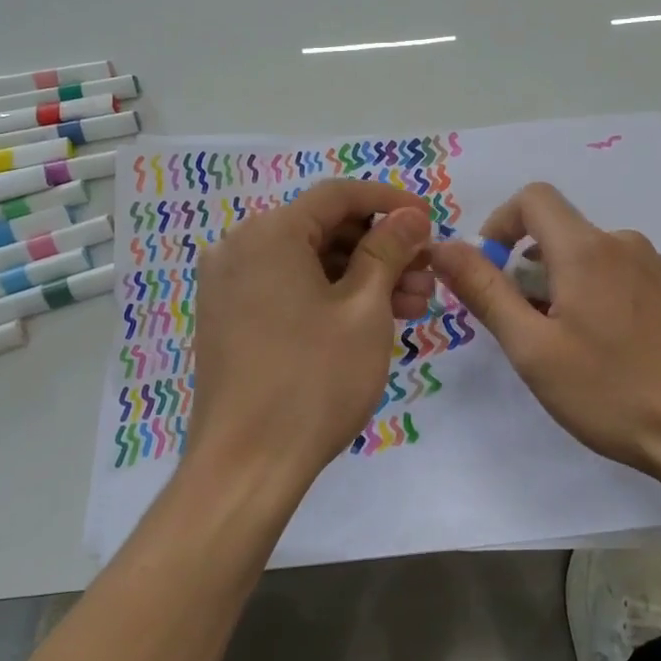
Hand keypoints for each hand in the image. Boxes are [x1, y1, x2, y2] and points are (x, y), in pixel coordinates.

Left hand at [188, 180, 433, 489]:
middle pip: (323, 228)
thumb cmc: (313, 381)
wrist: (246, 466)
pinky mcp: (230, 318)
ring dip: (362, 276)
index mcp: (269, 233)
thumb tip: (410, 215)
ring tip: (413, 306)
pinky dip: (330, 296)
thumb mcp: (364, 310)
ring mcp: (230, 285)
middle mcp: (240, 247)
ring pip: (309, 262)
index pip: (338, 195)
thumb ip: (389, 250)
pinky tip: (372, 319)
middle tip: (427, 275)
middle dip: (381, 247)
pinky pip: (288, 288)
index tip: (430, 220)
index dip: (390, 202)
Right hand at [431, 182, 660, 481]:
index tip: (489, 271)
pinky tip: (610, 356)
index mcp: (587, 249)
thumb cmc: (615, 392)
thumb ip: (485, 291)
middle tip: (524, 331)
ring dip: (562, 289)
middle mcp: (626, 246)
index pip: (533, 198)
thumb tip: (443, 246)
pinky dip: (597, 300)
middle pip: (561, 234)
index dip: (499, 224)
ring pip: (591, 260)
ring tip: (566, 351)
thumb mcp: (533, 348)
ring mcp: (660, 271)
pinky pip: (622, 280)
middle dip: (528, 270)